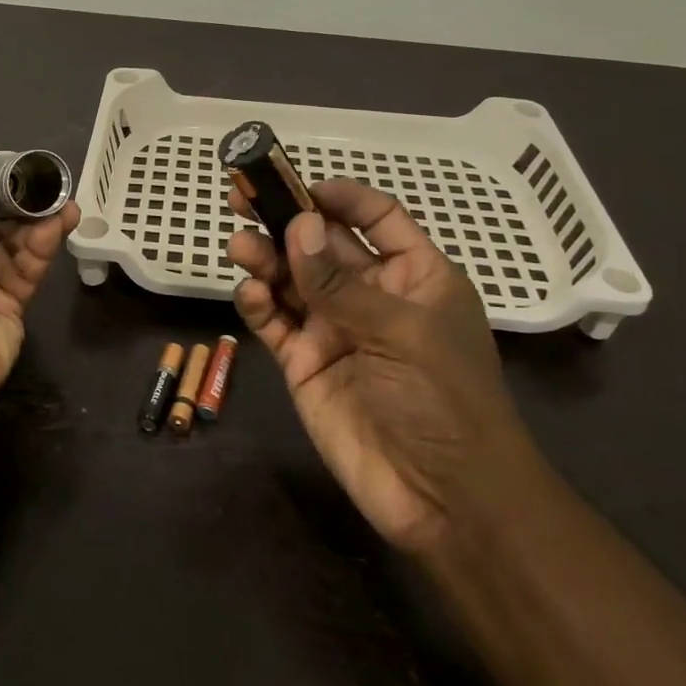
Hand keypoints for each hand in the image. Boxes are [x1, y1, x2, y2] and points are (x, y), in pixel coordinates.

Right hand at [228, 179, 536, 555]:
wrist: (444, 500)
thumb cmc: (445, 401)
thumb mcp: (401, 332)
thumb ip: (340, 282)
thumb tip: (297, 225)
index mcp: (412, 276)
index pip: (376, 218)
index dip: (340, 197)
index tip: (299, 185)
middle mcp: (369, 294)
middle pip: (321, 243)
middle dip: (284, 219)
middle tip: (242, 197)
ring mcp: (333, 328)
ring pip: (290, 279)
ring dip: (264, 257)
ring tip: (240, 246)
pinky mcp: (303, 363)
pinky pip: (274, 323)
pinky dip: (258, 304)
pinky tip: (251, 295)